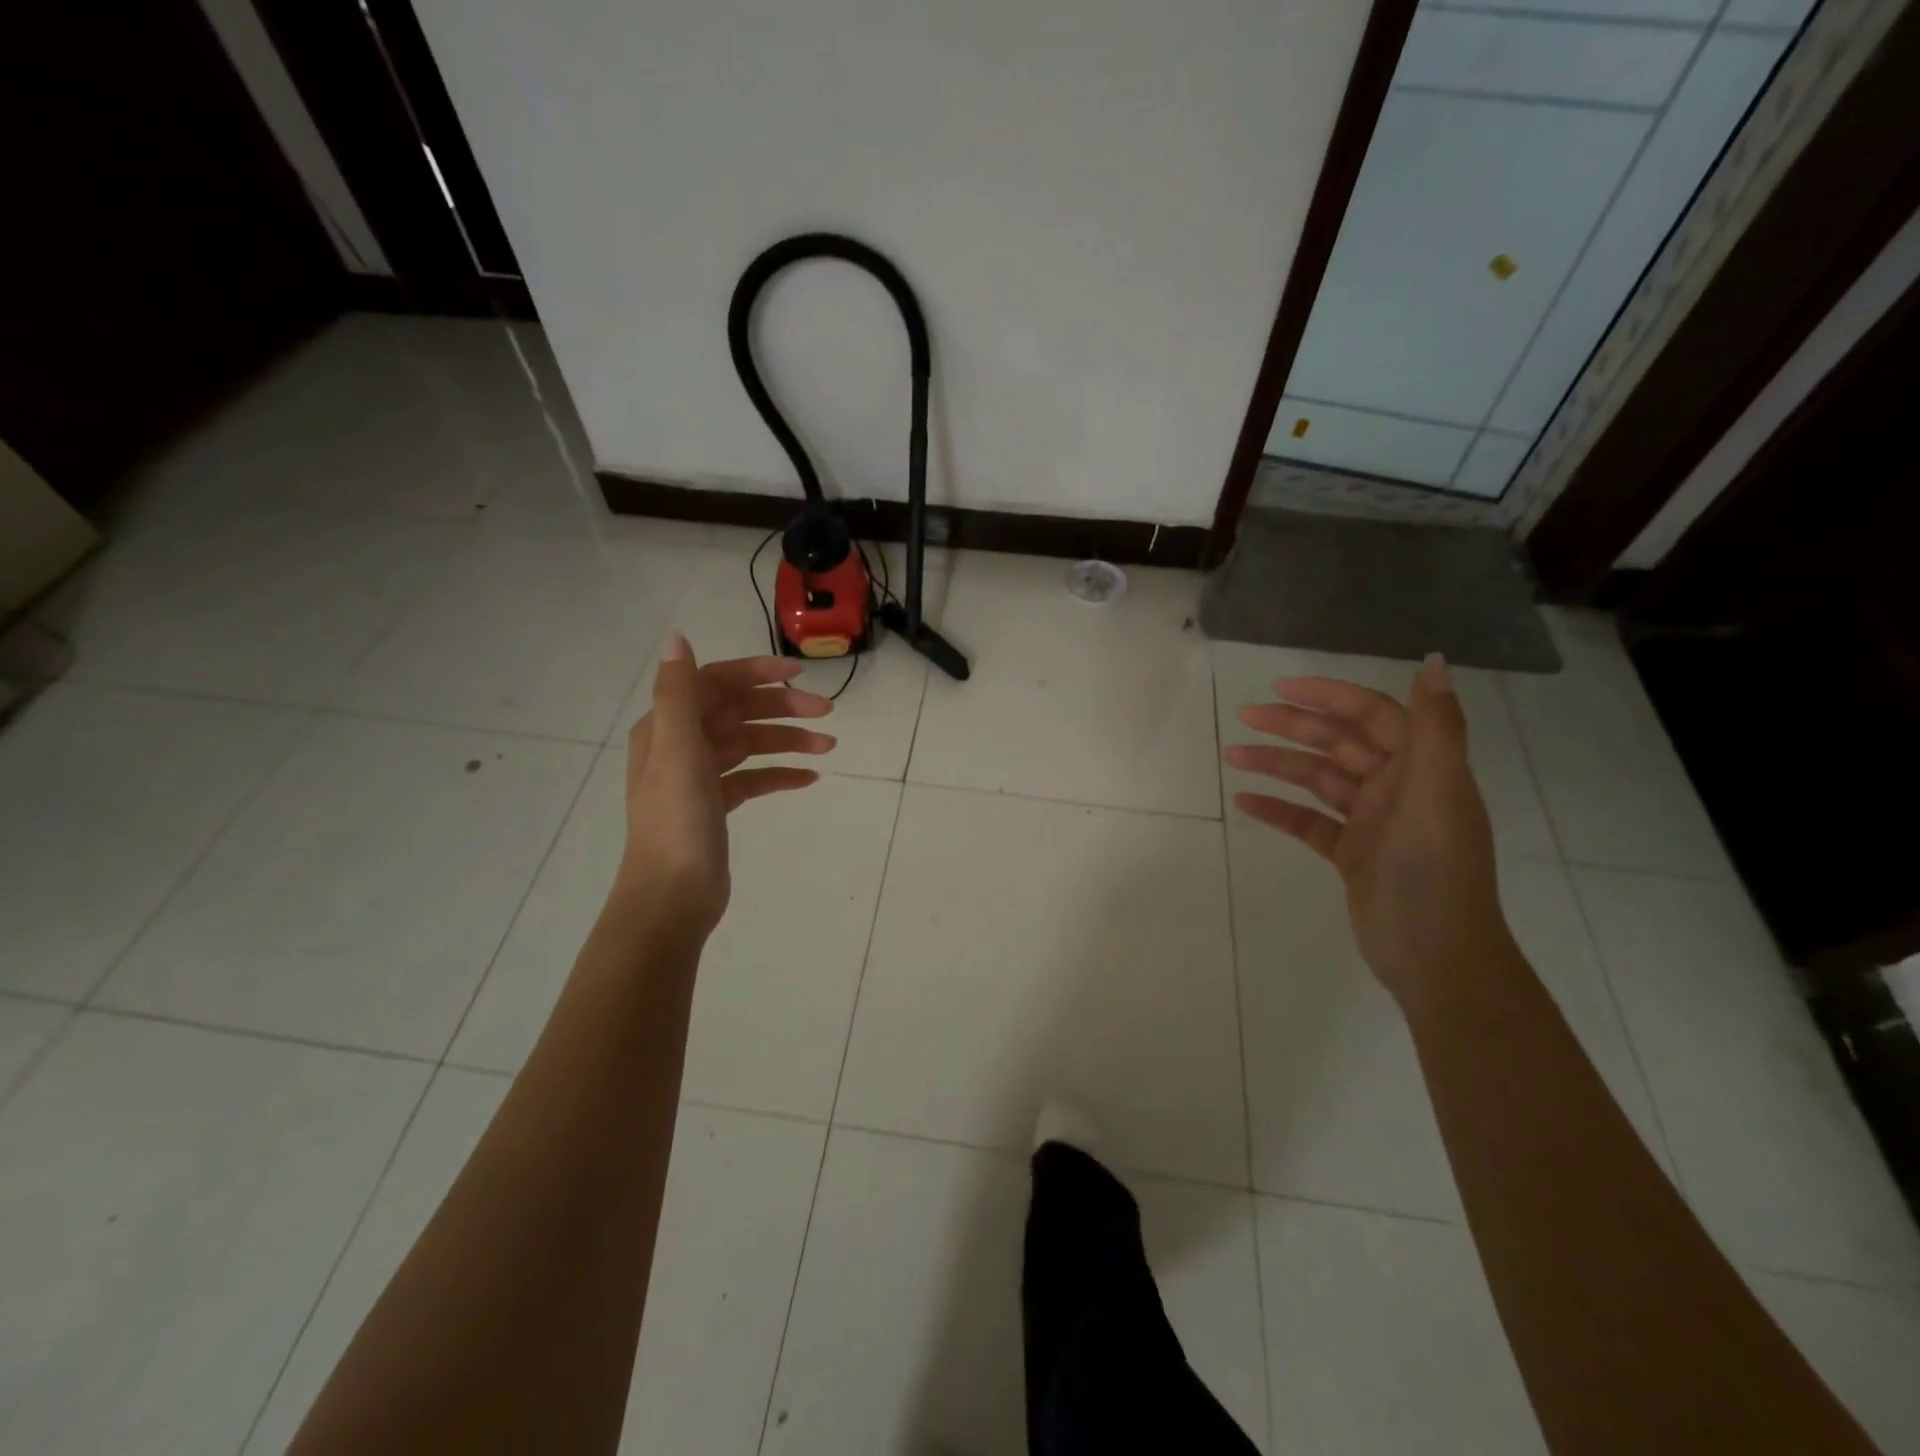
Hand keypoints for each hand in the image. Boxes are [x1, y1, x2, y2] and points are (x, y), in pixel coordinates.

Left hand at [616, 635, 834, 938]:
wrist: (672, 897)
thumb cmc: (677, 822)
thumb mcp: (678, 750)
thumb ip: (677, 693)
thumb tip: (675, 638)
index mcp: (666, 727)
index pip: (715, 683)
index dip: (756, 673)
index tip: (799, 674)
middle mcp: (679, 745)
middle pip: (737, 712)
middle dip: (782, 708)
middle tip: (827, 713)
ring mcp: (698, 777)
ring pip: (749, 745)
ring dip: (788, 741)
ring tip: (828, 746)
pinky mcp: (715, 806)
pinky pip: (752, 778)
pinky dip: (778, 774)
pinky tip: (808, 778)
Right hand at [1225, 653, 1509, 1011]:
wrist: (1435, 957)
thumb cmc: (1436, 872)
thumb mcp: (1438, 795)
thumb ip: (1437, 729)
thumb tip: (1436, 661)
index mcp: (1422, 768)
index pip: (1372, 715)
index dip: (1329, 696)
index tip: (1281, 689)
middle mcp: (1397, 788)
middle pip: (1338, 743)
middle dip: (1293, 727)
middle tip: (1245, 716)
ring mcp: (1372, 822)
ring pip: (1318, 780)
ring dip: (1277, 765)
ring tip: (1233, 756)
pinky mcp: (1351, 854)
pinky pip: (1308, 822)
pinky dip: (1278, 810)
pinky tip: (1245, 801)